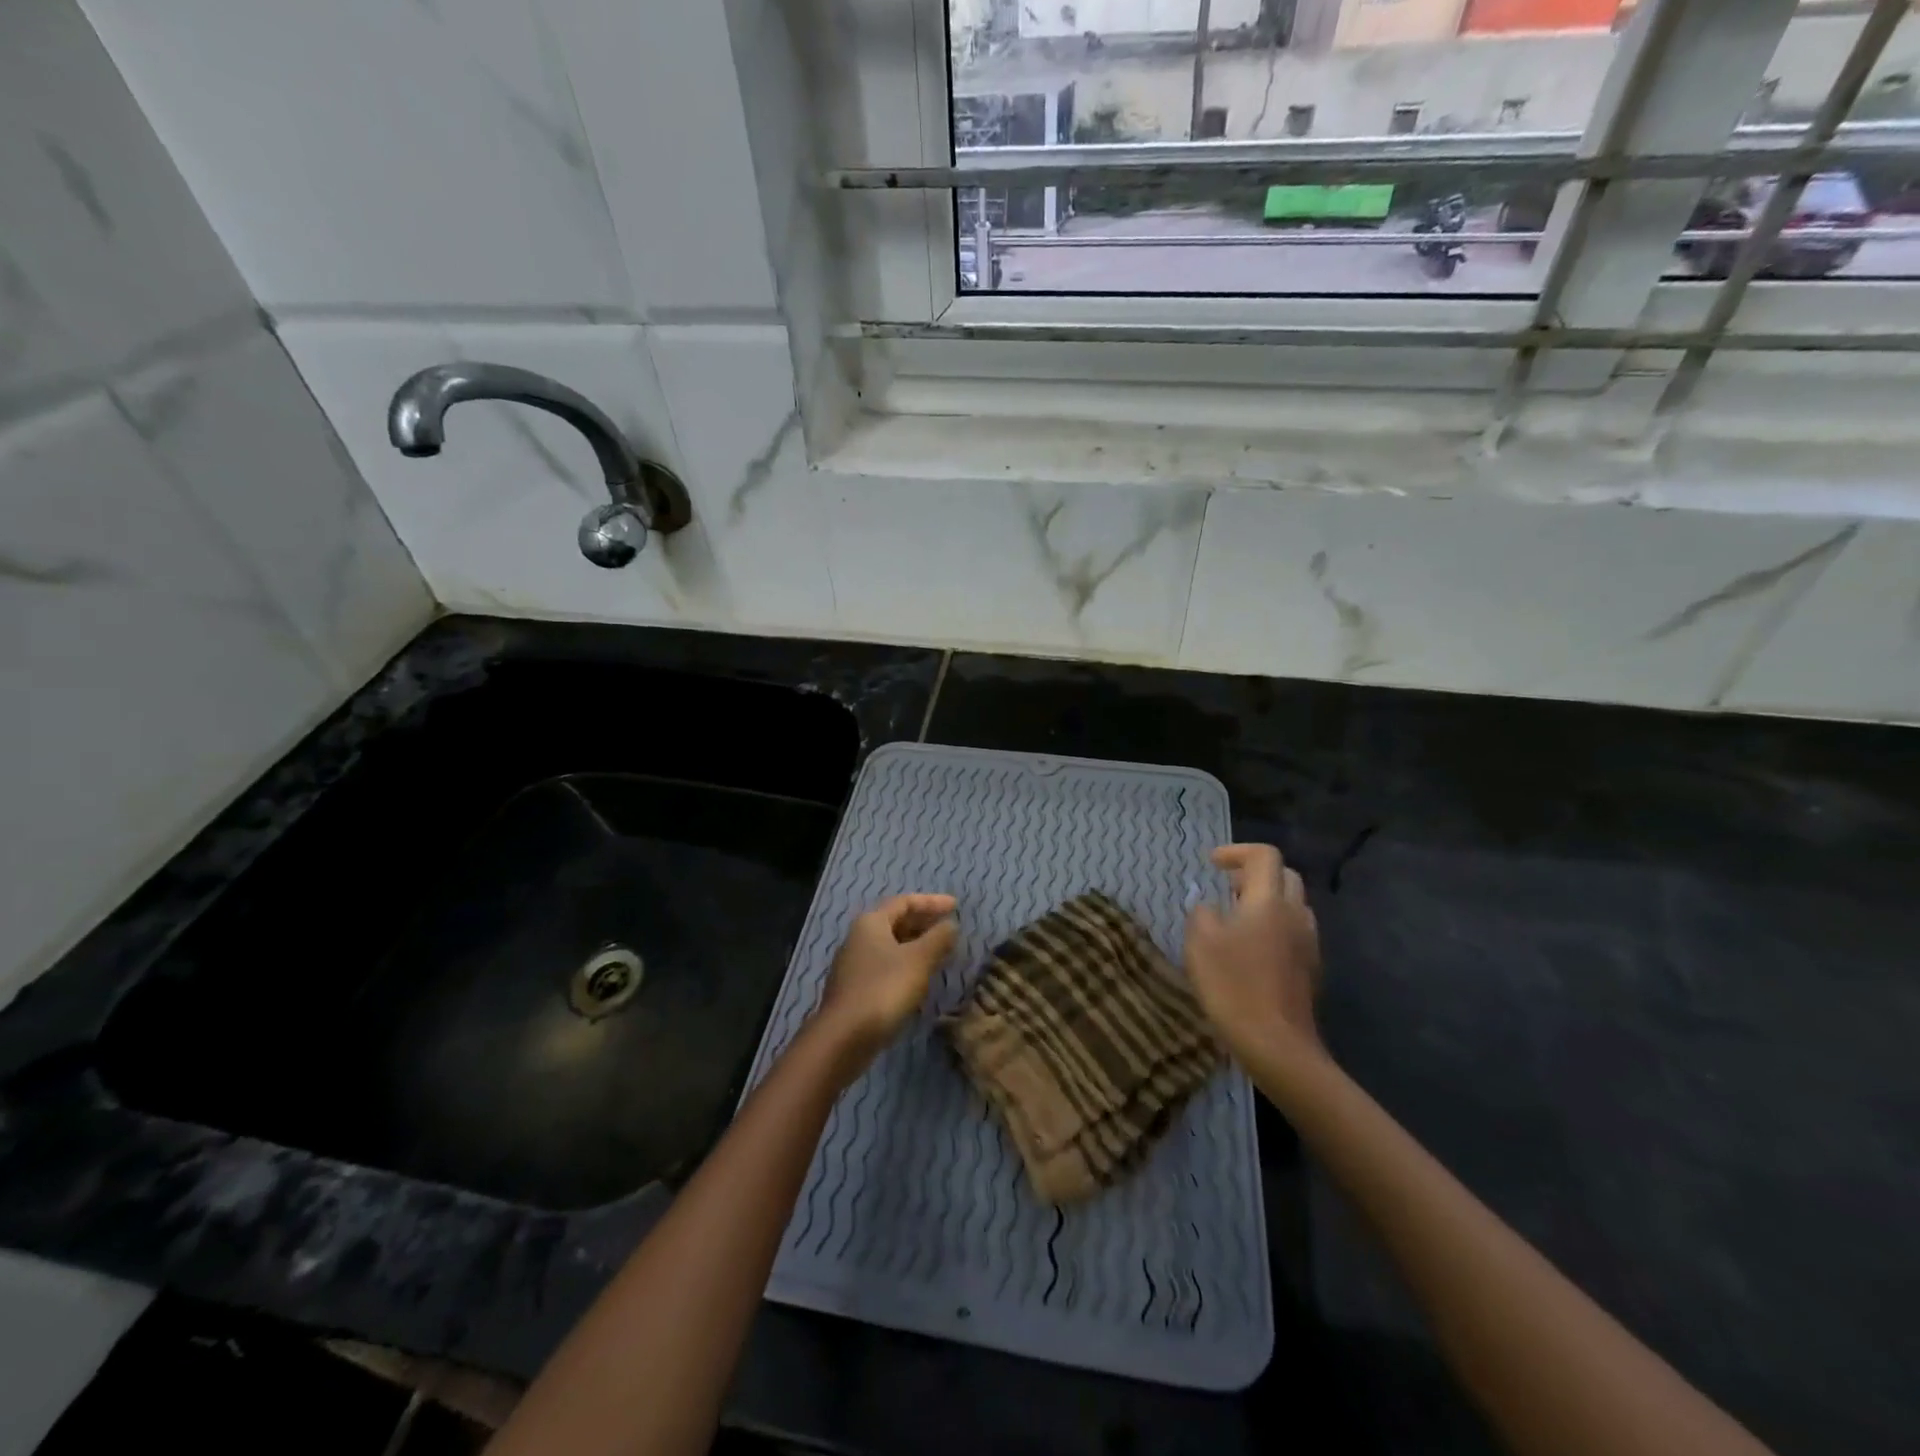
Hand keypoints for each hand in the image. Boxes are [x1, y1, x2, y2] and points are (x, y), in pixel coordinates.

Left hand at [814, 893, 958, 1068]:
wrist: (844, 1038)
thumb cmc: (884, 989)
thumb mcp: (919, 960)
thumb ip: (938, 939)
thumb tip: (951, 924)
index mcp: (871, 923)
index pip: (905, 902)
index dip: (932, 902)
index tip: (956, 906)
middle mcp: (859, 938)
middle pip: (896, 922)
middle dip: (924, 923)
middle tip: (950, 929)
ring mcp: (855, 965)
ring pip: (891, 946)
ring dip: (917, 946)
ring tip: (941, 953)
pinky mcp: (856, 989)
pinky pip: (886, 967)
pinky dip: (907, 966)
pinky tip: (921, 979)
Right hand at [1184, 844, 1322, 1064]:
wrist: (1275, 1044)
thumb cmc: (1232, 985)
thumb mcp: (1200, 941)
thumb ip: (1202, 912)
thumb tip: (1211, 907)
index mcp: (1269, 901)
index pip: (1264, 856)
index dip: (1237, 852)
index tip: (1212, 864)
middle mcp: (1296, 914)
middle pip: (1284, 876)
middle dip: (1254, 874)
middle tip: (1227, 888)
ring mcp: (1308, 943)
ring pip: (1293, 905)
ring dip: (1267, 901)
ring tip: (1237, 919)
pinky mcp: (1311, 969)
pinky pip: (1295, 932)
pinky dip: (1275, 927)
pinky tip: (1252, 950)